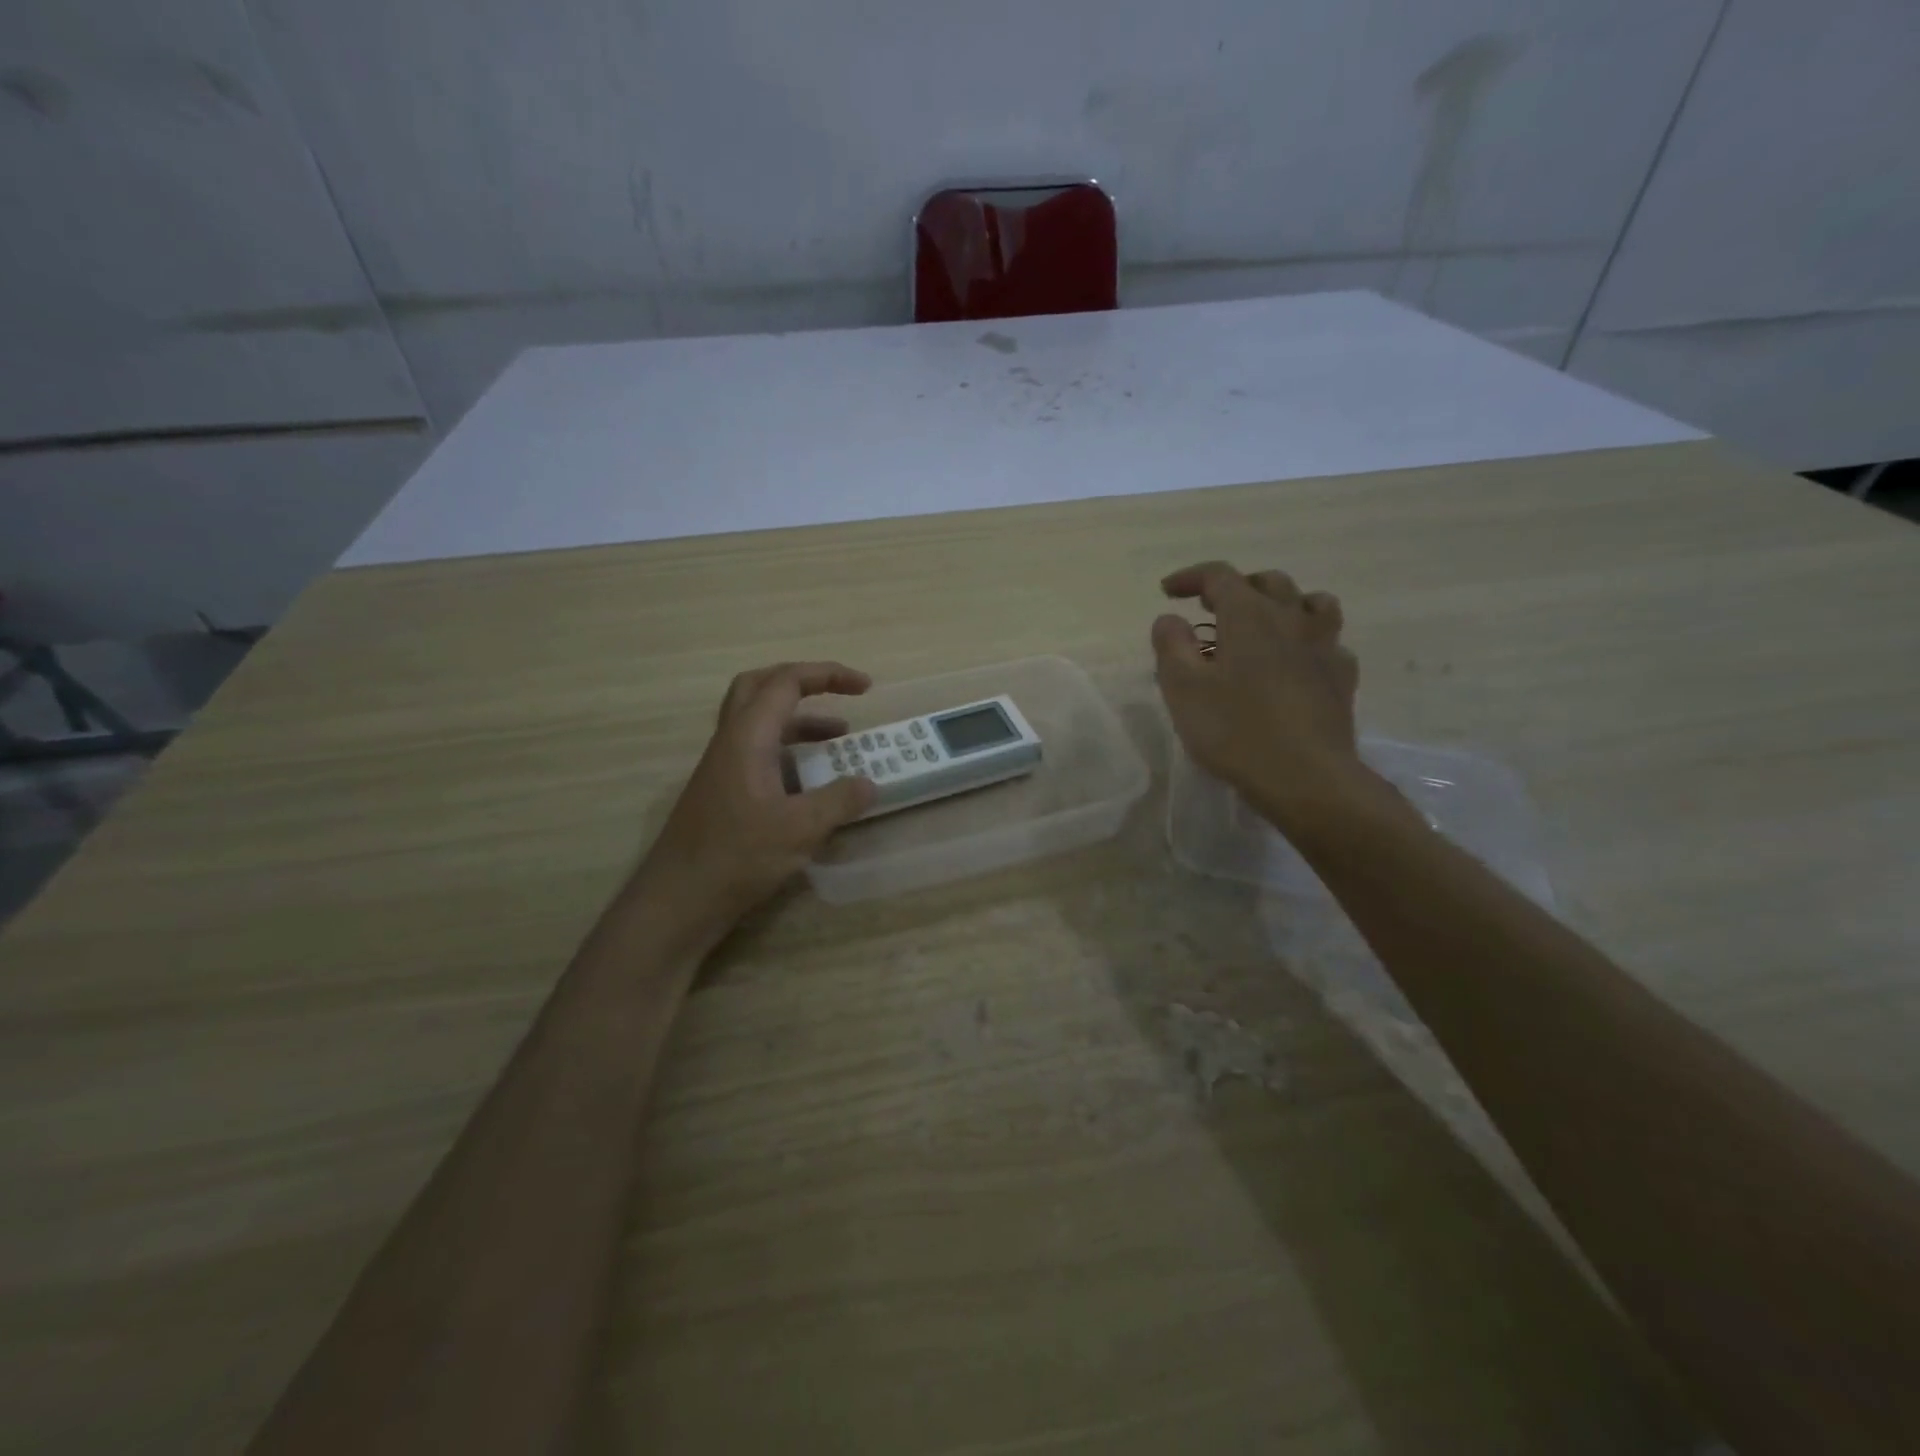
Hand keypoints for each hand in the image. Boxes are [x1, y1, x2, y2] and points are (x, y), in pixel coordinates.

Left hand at [632, 661, 876, 935]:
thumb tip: (870, 784)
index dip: (828, 675)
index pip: (786, 682)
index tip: (866, 687)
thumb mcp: (800, 829)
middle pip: (760, 686)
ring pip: (759, 721)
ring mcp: (723, 766)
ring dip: (799, 719)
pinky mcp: (723, 791)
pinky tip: (812, 781)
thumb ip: (839, 801)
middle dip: (803, 681)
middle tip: (838, 693)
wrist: (678, 900)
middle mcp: (730, 741)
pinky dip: (789, 751)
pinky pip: (758, 751)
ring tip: (839, 738)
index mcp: (747, 737)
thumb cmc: (737, 857)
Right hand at [1151, 562, 1366, 832]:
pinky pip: (1329, 642)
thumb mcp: (1183, 689)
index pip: (1219, 576)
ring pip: (1312, 603)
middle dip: (1236, 587)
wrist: (1306, 777)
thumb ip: (1171, 646)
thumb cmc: (1236, 731)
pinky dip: (1308, 641)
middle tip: (1210, 609)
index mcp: (1249, 616)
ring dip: (1283, 604)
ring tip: (1264, 623)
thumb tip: (1170, 618)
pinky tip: (1297, 663)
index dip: (1190, 577)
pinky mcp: (1343, 678)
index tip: (1167, 592)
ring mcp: (1324, 647)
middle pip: (1268, 582)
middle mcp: (1292, 619)